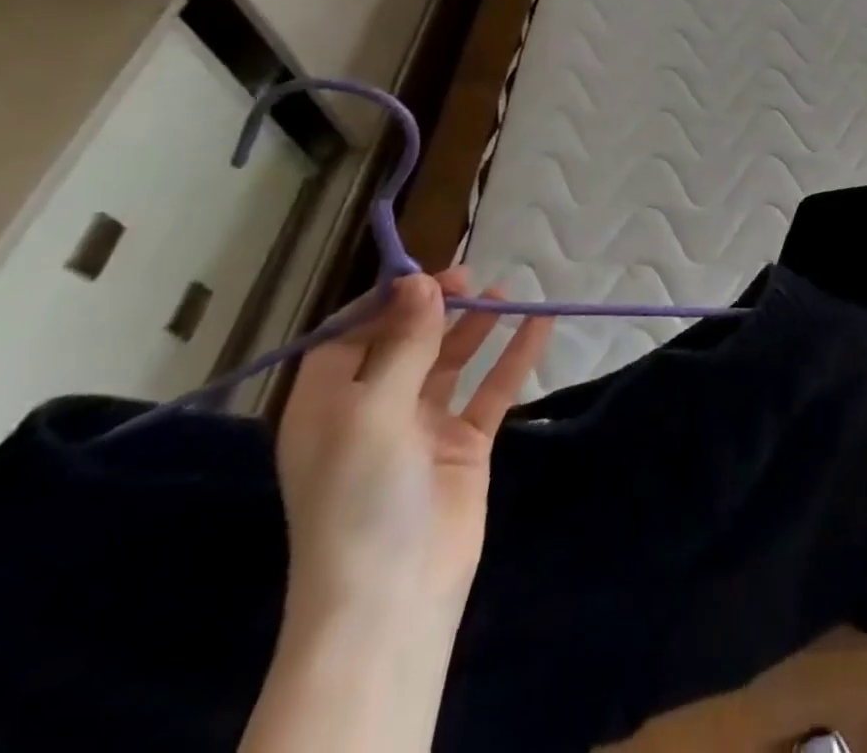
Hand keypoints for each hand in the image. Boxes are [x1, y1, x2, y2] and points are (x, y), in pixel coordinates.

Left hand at [273, 266, 550, 626]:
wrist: (394, 595)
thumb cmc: (361, 496)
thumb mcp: (372, 411)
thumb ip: (405, 343)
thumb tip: (423, 282)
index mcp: (327, 405)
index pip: (348, 335)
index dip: (384, 301)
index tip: (425, 272)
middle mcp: (371, 410)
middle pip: (405, 342)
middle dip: (436, 307)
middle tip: (472, 276)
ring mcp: (421, 427)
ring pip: (451, 361)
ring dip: (476, 327)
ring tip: (507, 292)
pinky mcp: (464, 444)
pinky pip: (491, 389)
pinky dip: (514, 357)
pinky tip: (540, 325)